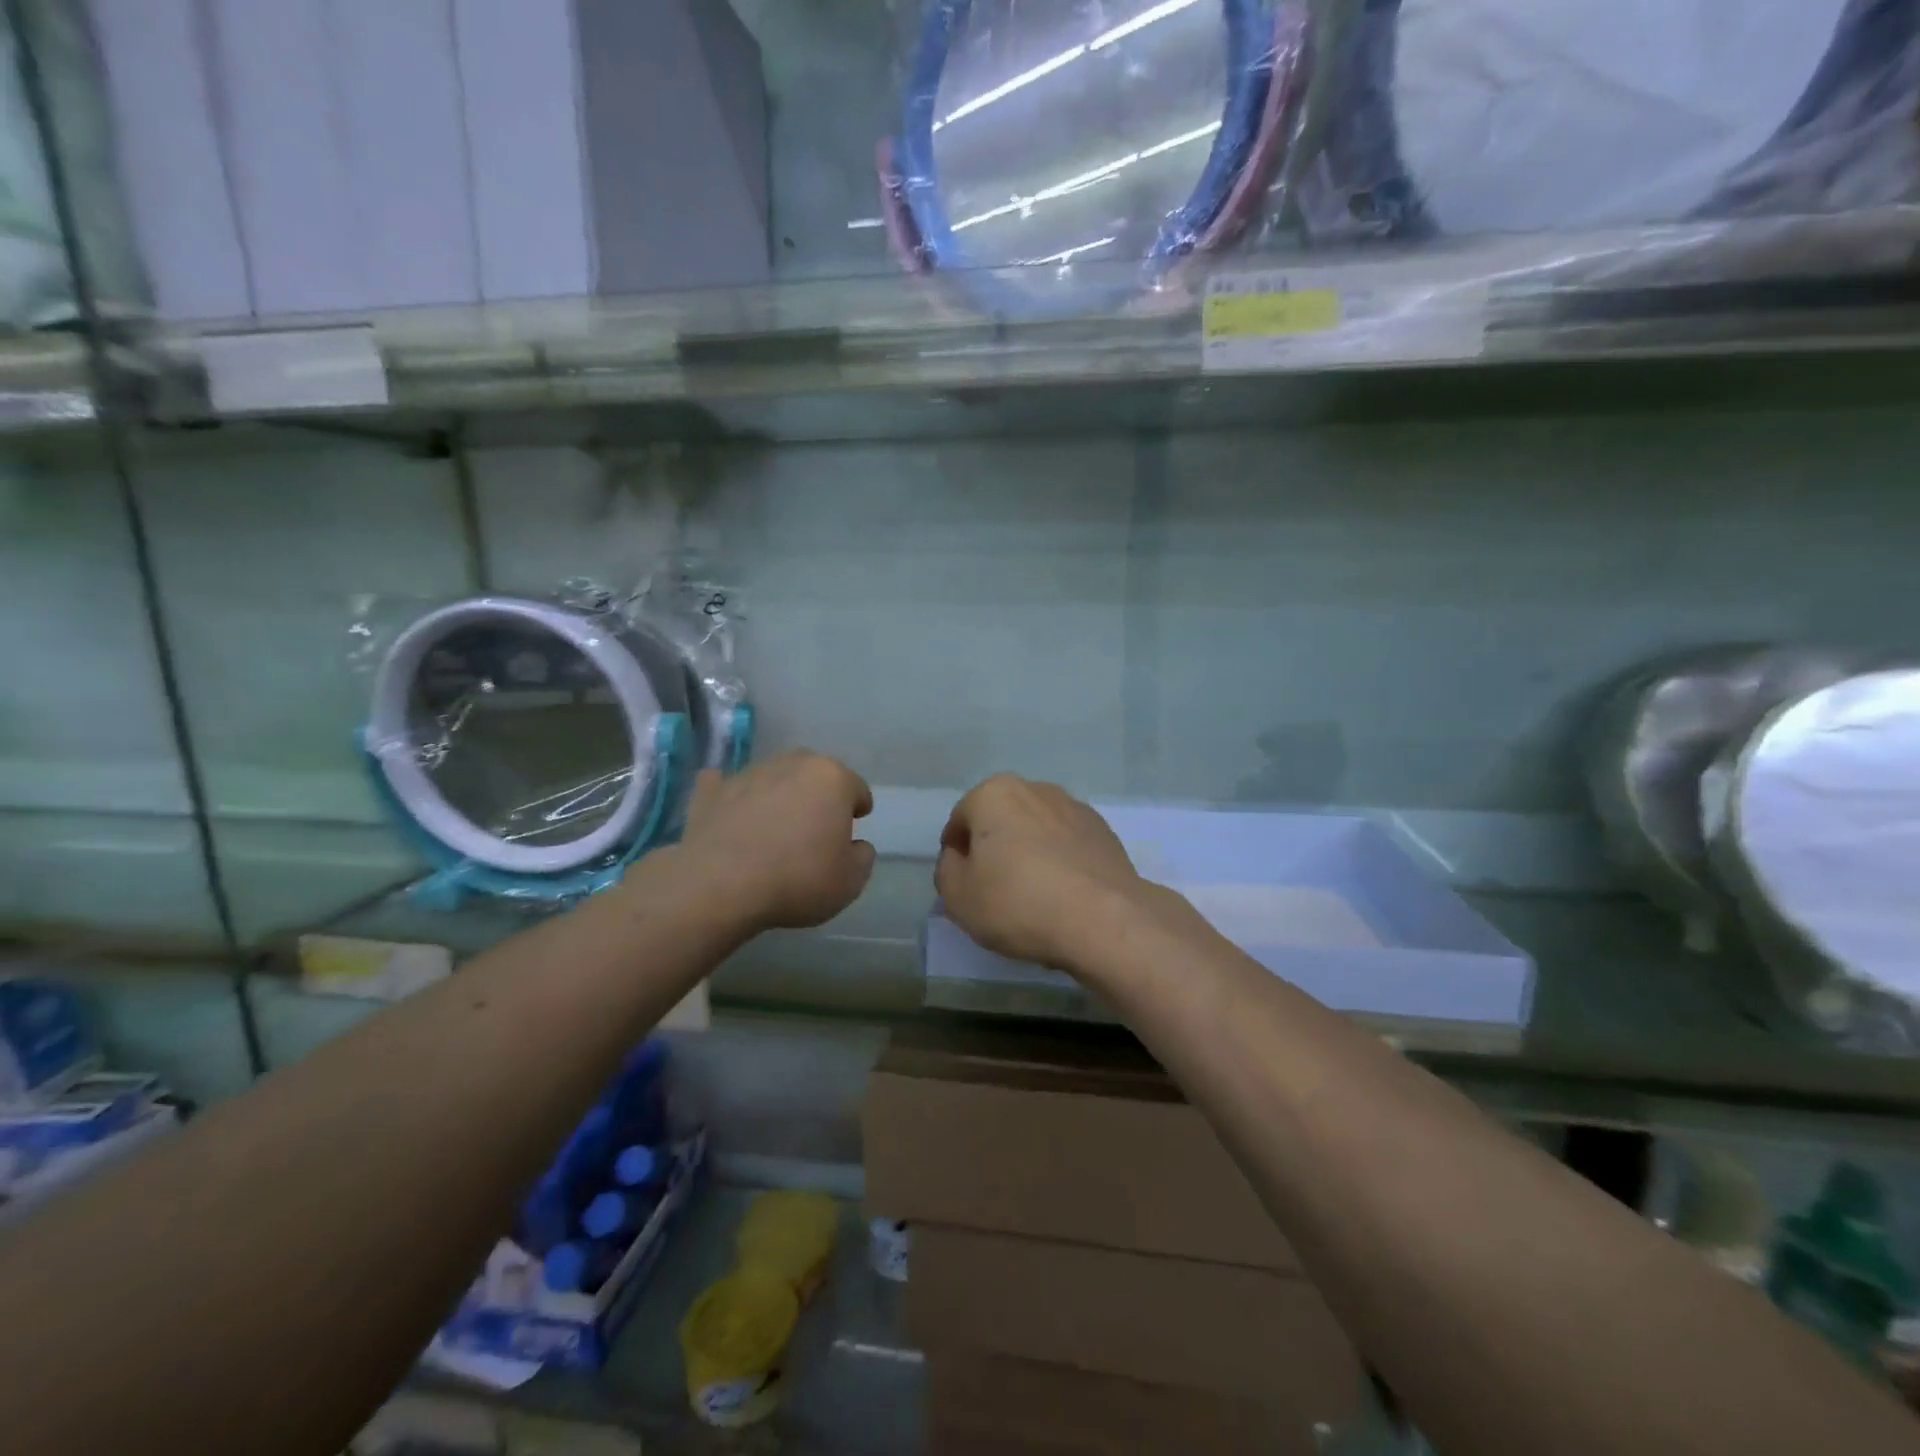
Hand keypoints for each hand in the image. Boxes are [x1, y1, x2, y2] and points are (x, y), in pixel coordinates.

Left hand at [677, 752, 875, 931]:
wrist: (720, 885)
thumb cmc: (798, 879)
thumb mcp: (851, 881)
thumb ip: (862, 857)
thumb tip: (855, 845)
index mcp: (832, 779)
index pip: (856, 788)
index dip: (858, 808)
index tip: (853, 826)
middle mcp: (792, 765)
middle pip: (814, 775)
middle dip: (819, 795)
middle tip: (815, 828)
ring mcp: (749, 774)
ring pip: (774, 778)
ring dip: (779, 796)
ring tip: (774, 829)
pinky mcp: (712, 791)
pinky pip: (727, 787)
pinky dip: (734, 797)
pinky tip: (733, 813)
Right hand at [936, 775, 1161, 972]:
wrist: (1105, 920)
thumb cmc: (1019, 903)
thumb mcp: (958, 896)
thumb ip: (947, 870)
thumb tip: (960, 858)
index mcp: (994, 793)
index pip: (960, 822)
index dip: (956, 857)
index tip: (965, 887)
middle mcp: (1035, 789)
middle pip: (1000, 821)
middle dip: (994, 849)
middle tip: (995, 892)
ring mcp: (1075, 808)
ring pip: (1036, 831)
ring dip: (1029, 854)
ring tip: (1033, 897)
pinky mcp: (1104, 832)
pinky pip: (1067, 846)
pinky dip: (1060, 863)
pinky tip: (1063, 896)